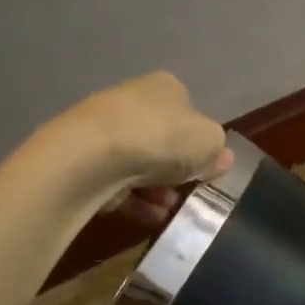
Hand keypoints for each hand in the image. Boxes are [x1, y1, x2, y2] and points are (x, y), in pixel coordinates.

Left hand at [65, 71, 230, 197]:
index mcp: (166, 87)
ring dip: (158, 190)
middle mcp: (133, 100)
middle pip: (163, 140)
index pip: (190, 113)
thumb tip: (220, 158)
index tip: (206, 169)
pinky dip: (136, 201)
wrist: (92, 156)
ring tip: (170, 211)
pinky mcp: (84, 159)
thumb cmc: (162, 138)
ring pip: (141, 164)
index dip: (200, 143)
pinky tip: (149, 217)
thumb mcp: (210, 142)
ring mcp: (104, 129)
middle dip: (177, 170)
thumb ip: (219, 151)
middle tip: (189, 193)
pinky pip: (118, 183)